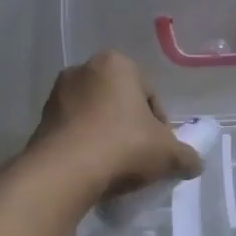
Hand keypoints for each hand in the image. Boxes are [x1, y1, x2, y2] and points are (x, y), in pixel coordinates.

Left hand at [31, 51, 204, 198]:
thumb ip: (187, 156)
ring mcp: (57, 94)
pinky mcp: (40, 120)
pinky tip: (93, 170)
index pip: (149, 95)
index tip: (158, 150)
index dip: (159, 125)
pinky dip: (84, 146)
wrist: (64, 172)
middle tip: (139, 158)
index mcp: (117, 63)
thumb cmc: (123, 146)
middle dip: (130, 127)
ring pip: (94, 117)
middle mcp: (83, 69)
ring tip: (115, 168)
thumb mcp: (167, 153)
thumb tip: (194, 163)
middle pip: (119, 103)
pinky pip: (73, 131)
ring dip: (106, 137)